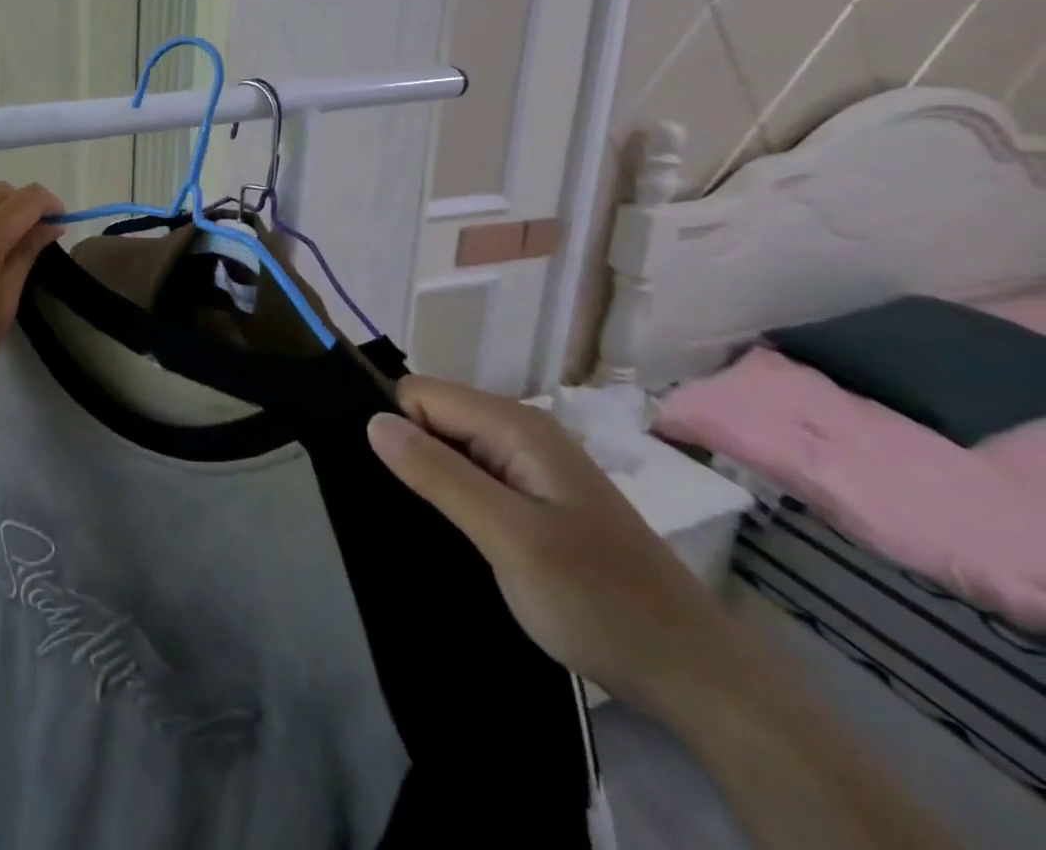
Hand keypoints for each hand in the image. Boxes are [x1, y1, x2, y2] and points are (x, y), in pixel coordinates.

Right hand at [367, 378, 740, 719]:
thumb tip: (373, 421)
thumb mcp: (509, 537)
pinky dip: (454, 499)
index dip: (396, 428)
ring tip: (417, 525)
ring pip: (452, 448)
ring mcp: (533, 467)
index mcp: (515, 426)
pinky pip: (475, 477)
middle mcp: (522, 433)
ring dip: (430, 479)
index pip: (420, 394)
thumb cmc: (599, 600)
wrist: (697, 677)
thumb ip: (439, 475)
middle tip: (399, 511)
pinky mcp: (538, 500)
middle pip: (435, 417)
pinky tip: (450, 535)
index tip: (382, 480)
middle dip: (409, 453)